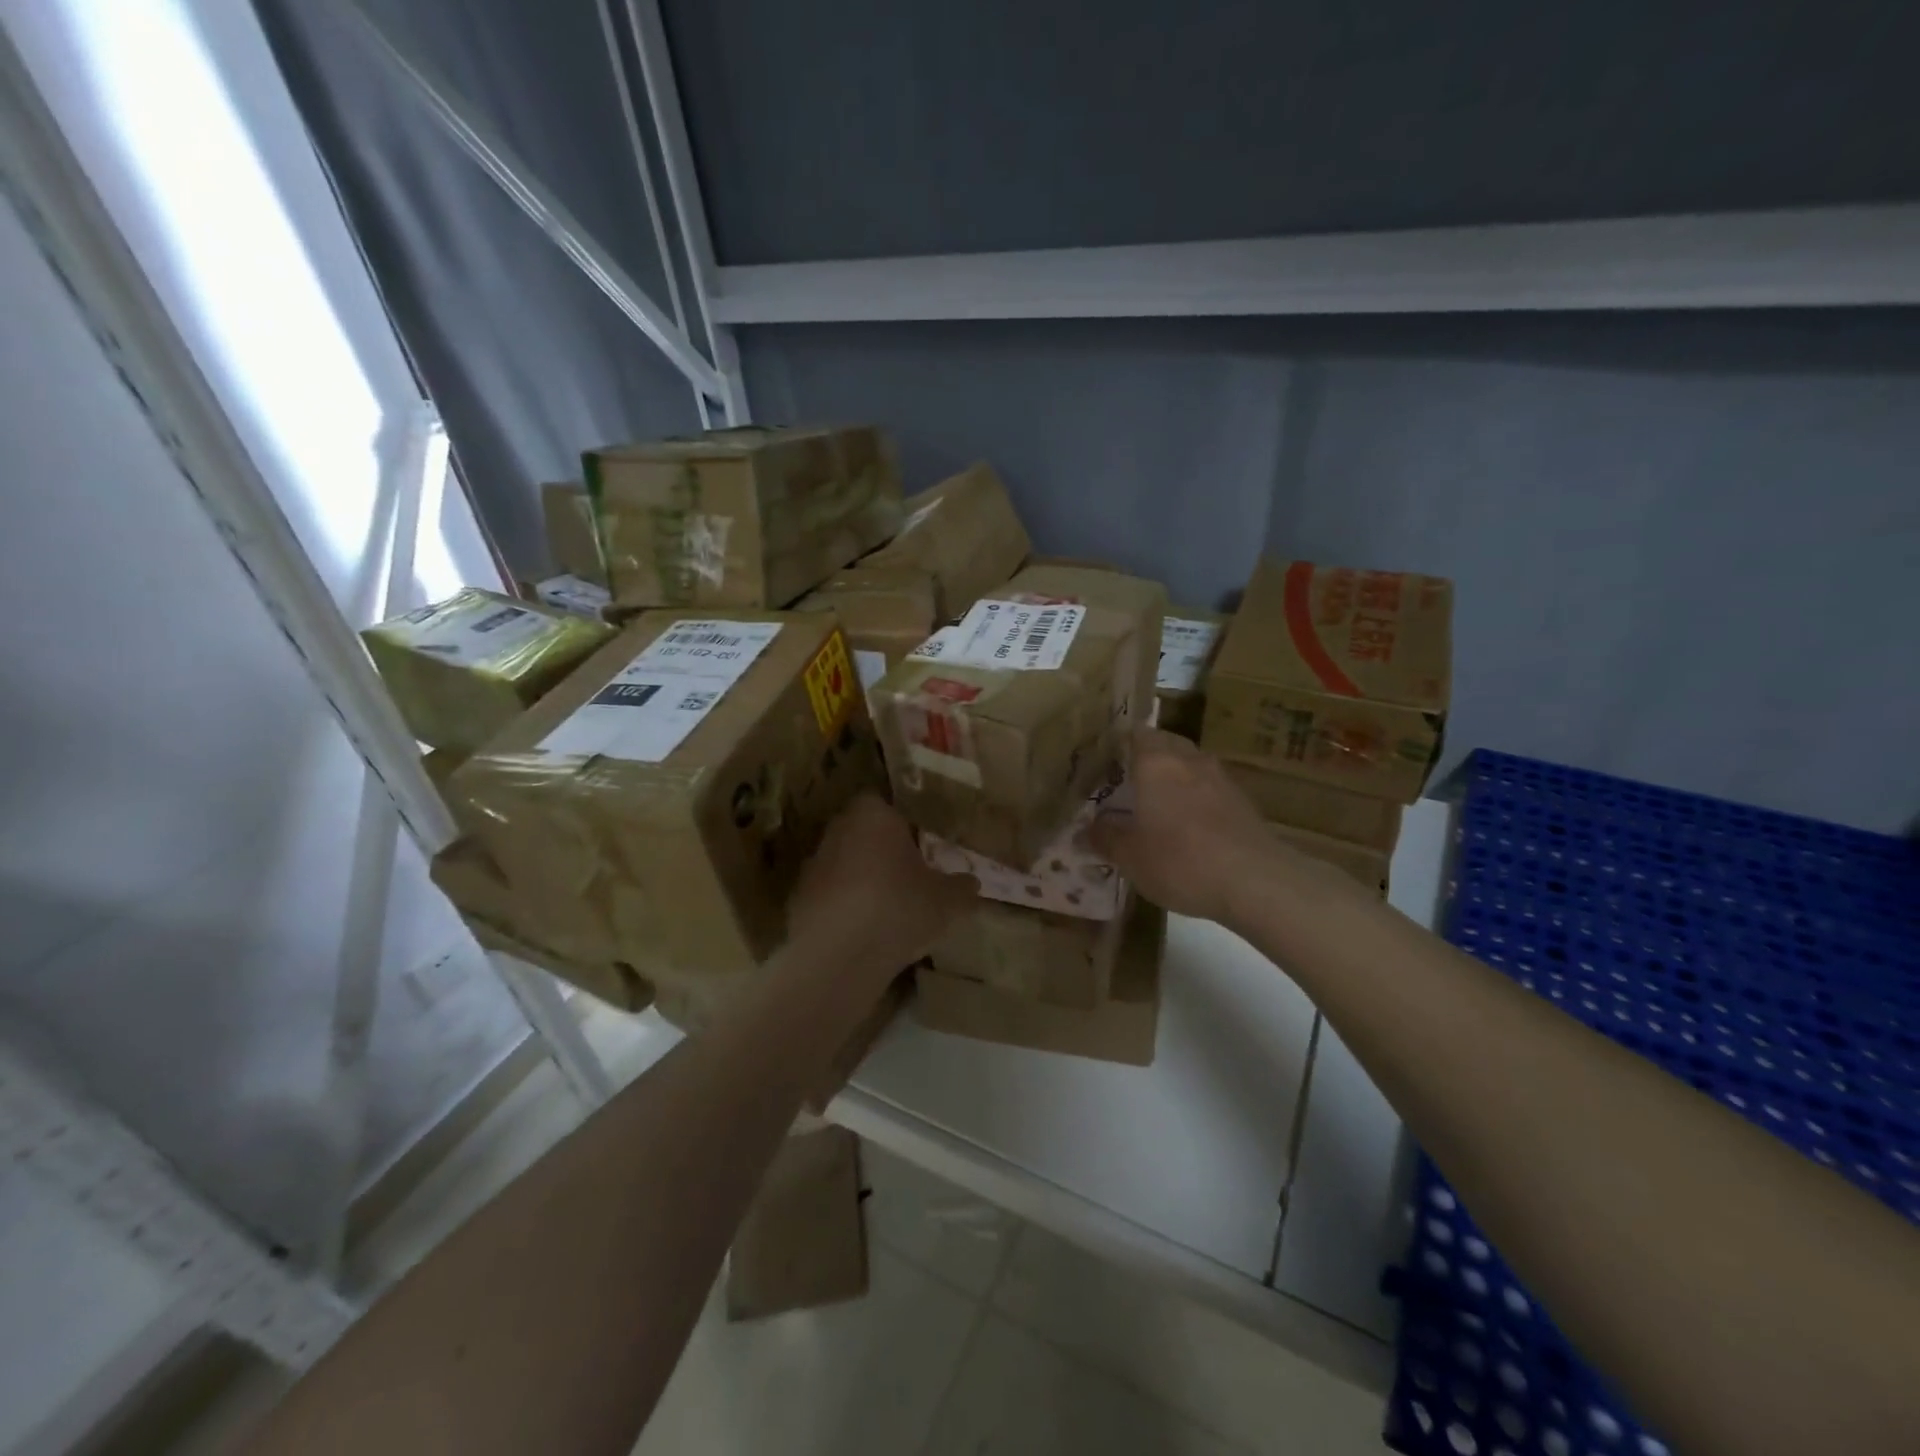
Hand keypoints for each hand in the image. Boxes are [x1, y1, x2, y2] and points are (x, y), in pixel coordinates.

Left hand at [786, 794, 978, 984]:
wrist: (839, 955)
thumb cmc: (899, 908)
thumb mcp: (948, 901)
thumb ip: (962, 887)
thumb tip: (971, 883)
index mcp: (873, 815)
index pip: (884, 804)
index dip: (902, 824)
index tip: (919, 846)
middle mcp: (838, 830)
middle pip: (862, 833)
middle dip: (881, 851)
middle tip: (907, 876)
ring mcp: (813, 864)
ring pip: (844, 864)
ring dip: (860, 880)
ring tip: (886, 910)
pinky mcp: (798, 899)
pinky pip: (829, 896)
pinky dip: (843, 909)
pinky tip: (862, 933)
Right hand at [1088, 730, 1289, 926]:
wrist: (1255, 881)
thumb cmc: (1180, 861)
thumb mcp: (1130, 857)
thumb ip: (1105, 838)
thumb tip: (1086, 830)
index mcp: (1155, 763)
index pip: (1135, 733)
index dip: (1119, 742)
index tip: (1104, 758)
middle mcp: (1189, 760)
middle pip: (1165, 744)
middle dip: (1147, 757)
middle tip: (1127, 780)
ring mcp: (1221, 778)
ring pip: (1191, 765)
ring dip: (1175, 776)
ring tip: (1158, 802)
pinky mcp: (1243, 801)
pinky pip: (1210, 788)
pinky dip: (1197, 798)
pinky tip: (1190, 825)